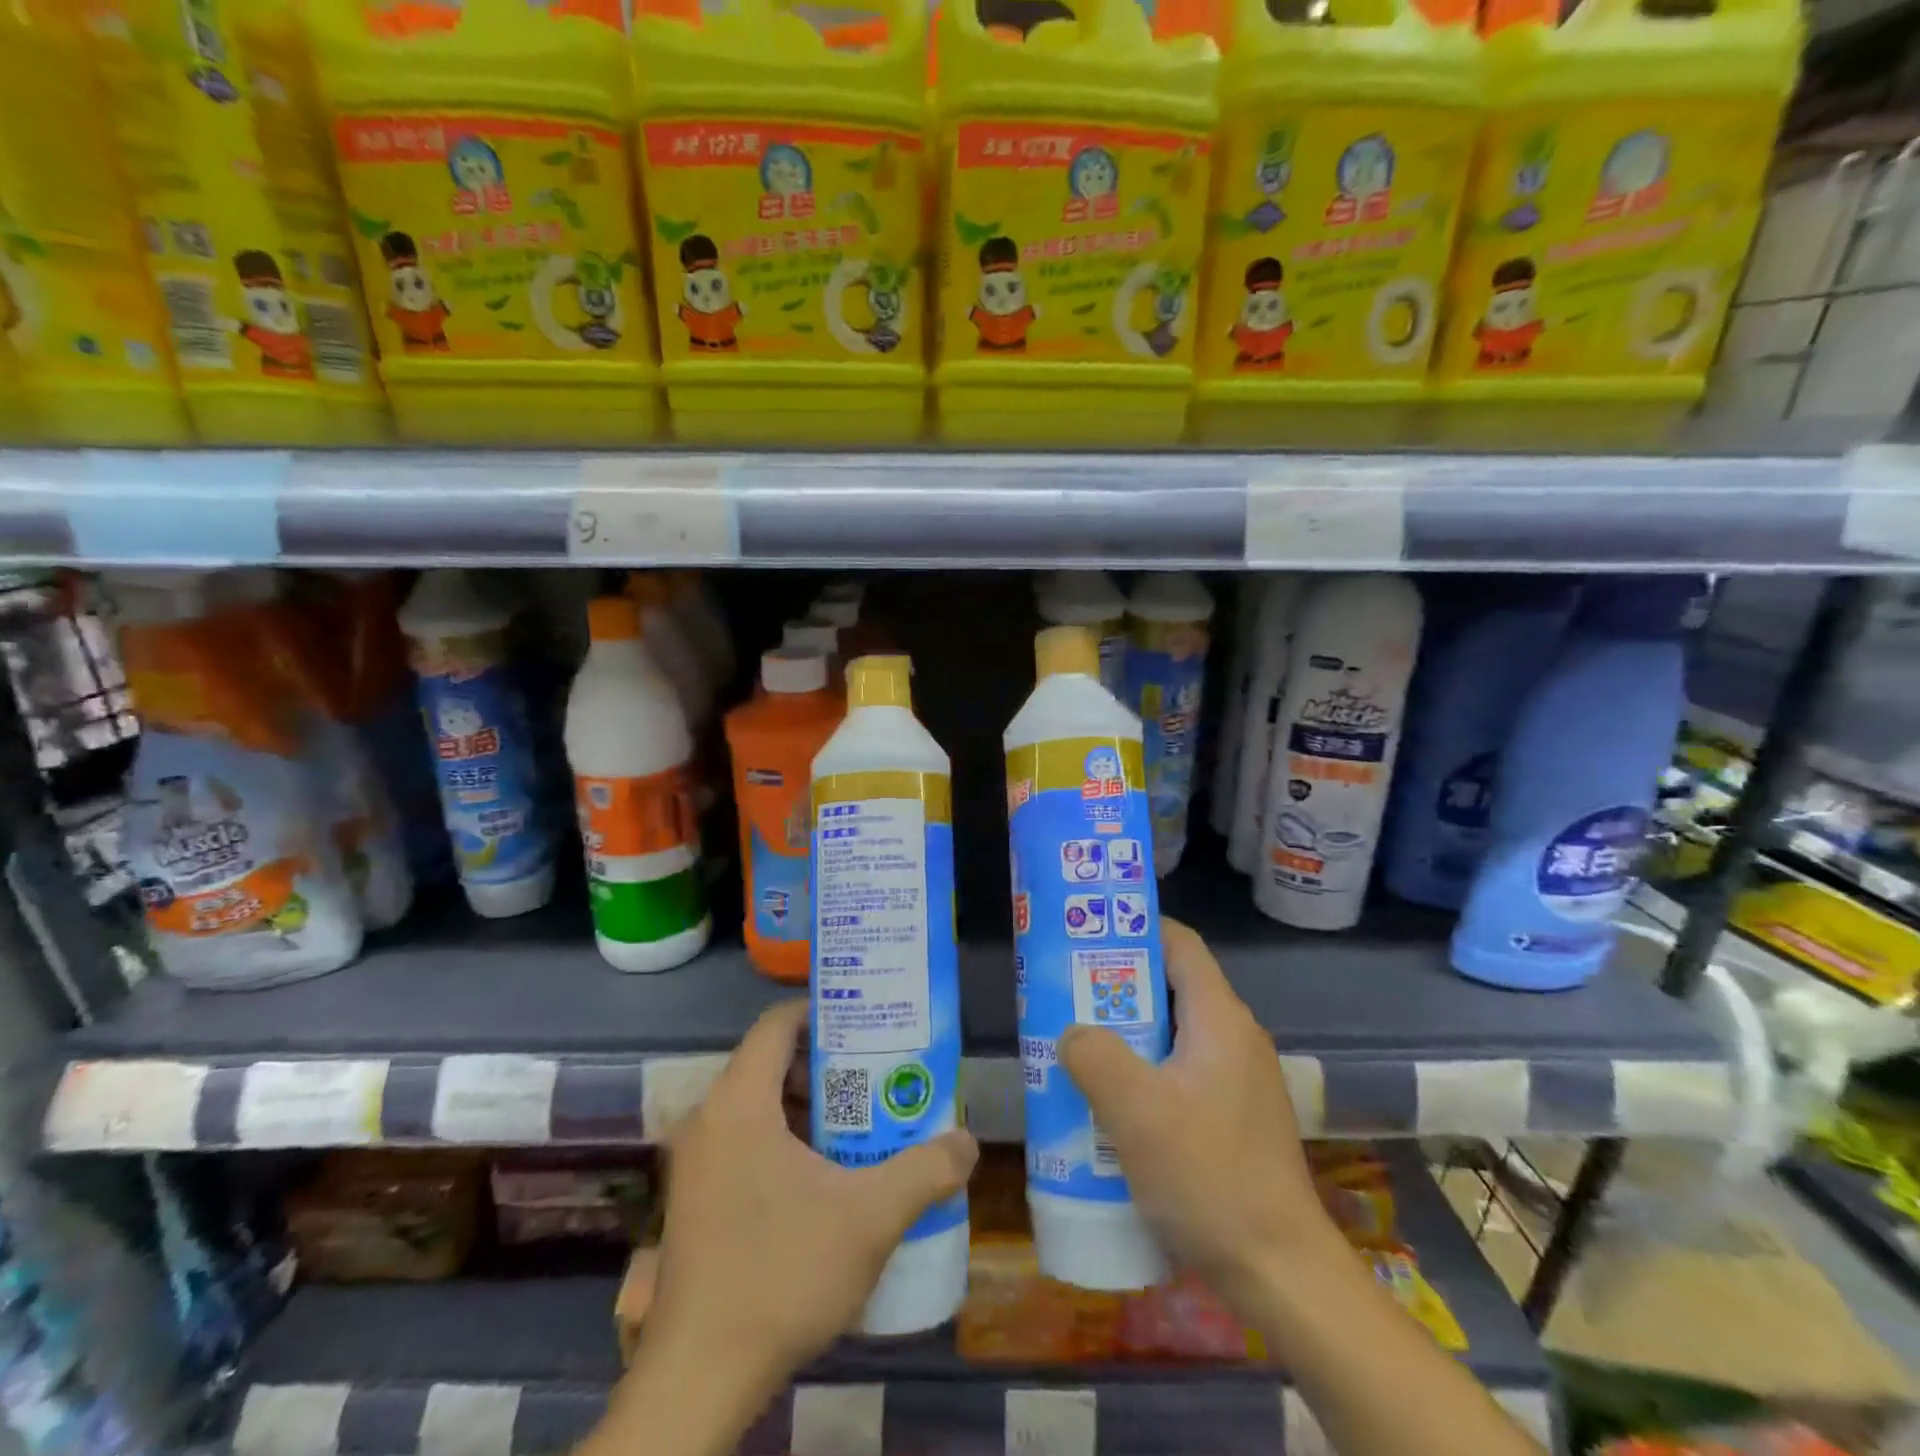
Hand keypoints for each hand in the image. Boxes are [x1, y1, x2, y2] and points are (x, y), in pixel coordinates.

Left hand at [646, 1000, 978, 1395]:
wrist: (700, 1379)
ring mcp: (695, 1161)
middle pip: (769, 1061)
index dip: (822, 1012)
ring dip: (806, 1104)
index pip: (777, 1024)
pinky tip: (825, 1171)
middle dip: (826, 1063)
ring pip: (756, 1104)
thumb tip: (968, 1143)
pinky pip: (742, 1140)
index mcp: (739, 1102)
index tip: (867, 1023)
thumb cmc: (782, 1275)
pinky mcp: (694, 1198)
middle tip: (877, 1070)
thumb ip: (925, 1171)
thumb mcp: (870, 1218)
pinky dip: (783, 1137)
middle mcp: (707, 1118)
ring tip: (861, 1116)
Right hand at [1059, 919, 1335, 1305]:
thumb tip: (1072, 1033)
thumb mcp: (1135, 1110)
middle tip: (1066, 993)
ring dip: (1126, 1033)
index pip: (1179, 944)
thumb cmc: (1209, 1176)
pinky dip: (1144, 1070)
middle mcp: (1235, 1037)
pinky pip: (1181, 1070)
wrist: (1281, 1272)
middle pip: (1171, 986)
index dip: (1134, 929)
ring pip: (1173, 1032)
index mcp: (1220, 1018)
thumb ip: (1094, 1056)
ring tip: (1077, 1044)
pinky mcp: (1234, 1115)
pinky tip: (1111, 1101)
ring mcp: (1238, 1078)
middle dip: (1117, 985)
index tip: (1086, 934)